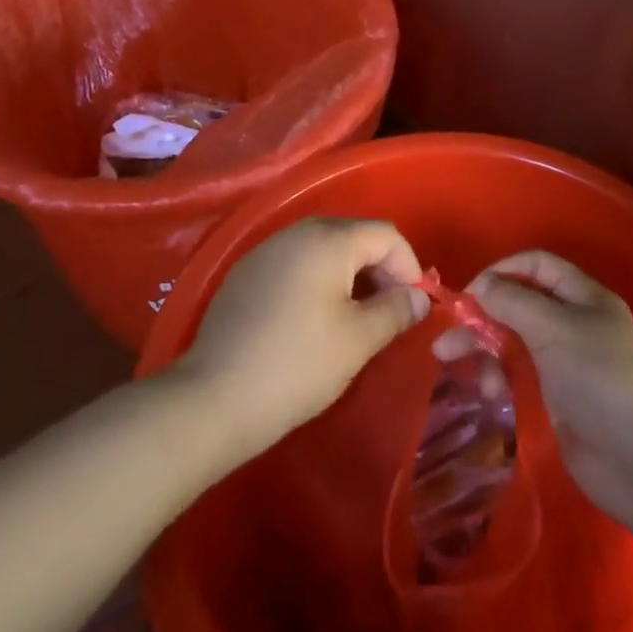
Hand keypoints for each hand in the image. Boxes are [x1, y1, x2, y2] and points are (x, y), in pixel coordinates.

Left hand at [174, 217, 428, 460]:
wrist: (213, 399)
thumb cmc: (297, 365)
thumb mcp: (358, 340)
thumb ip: (396, 310)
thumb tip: (419, 297)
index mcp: (328, 239)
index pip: (385, 234)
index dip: (409, 266)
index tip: (414, 305)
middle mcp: (296, 232)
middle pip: (354, 235)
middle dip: (380, 268)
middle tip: (388, 311)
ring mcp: (266, 251)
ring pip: (323, 248)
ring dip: (349, 275)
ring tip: (356, 317)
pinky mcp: (245, 273)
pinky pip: (295, 263)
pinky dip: (317, 280)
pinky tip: (314, 320)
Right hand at [435, 251, 632, 536]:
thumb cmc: (602, 379)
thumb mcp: (556, 328)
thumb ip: (514, 302)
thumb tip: (480, 286)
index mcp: (583, 297)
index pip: (537, 266)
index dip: (502, 270)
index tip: (469, 292)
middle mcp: (574, 323)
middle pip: (519, 303)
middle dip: (482, 314)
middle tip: (447, 333)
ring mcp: (566, 361)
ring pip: (514, 339)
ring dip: (482, 346)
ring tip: (448, 362)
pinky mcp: (558, 397)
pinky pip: (519, 373)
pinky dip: (497, 375)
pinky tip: (483, 391)